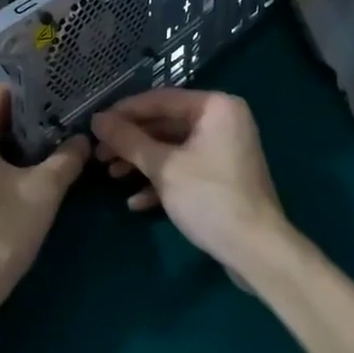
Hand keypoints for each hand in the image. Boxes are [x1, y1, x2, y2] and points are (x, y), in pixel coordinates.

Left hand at [0, 83, 87, 308]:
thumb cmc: (2, 227)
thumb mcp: (44, 190)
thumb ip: (66, 159)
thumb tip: (83, 140)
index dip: (30, 94)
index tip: (57, 104)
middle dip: (26, 125)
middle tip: (60, 131)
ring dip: (13, 151)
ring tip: (48, 157)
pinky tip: (24, 185)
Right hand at [91, 89, 290, 272]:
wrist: (257, 253)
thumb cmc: (210, 198)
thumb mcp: (164, 167)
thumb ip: (128, 140)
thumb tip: (97, 119)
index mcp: (215, 106)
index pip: (160, 99)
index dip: (124, 112)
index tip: (95, 125)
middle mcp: (222, 120)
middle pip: (165, 124)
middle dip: (131, 142)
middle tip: (99, 154)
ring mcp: (224, 149)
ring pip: (172, 148)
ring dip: (141, 162)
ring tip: (111, 176)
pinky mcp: (222, 177)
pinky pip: (185, 168)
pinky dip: (161, 181)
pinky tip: (136, 202)